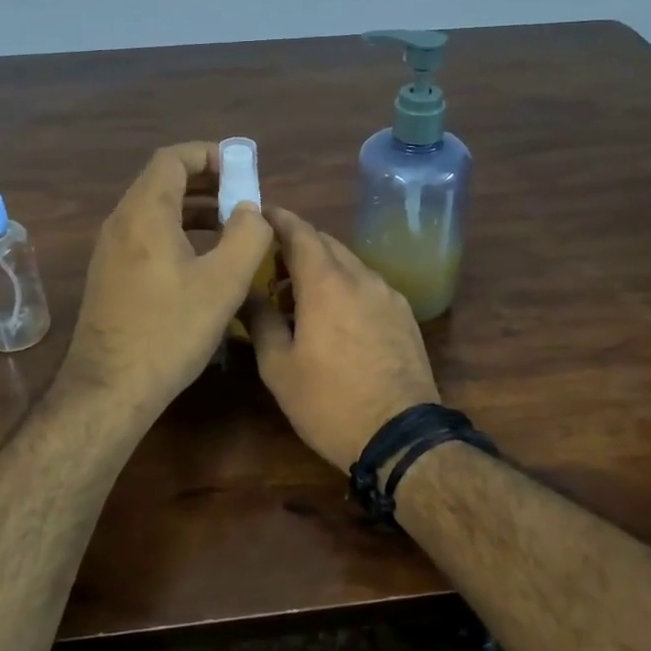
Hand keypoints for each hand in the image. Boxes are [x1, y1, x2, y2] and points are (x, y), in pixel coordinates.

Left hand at [62, 143, 273, 417]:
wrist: (110, 388)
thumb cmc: (170, 331)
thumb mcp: (223, 283)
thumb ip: (247, 236)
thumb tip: (251, 210)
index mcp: (145, 213)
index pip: (173, 159)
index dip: (210, 155)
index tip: (242, 170)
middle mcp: (121, 222)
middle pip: (162, 180)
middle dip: (206, 181)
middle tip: (242, 198)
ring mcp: (110, 249)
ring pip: (154, 209)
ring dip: (193, 208)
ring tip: (230, 226)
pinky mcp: (110, 274)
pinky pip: (146, 234)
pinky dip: (177, 231)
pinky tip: (202, 259)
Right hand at [247, 208, 439, 469]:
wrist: (401, 435)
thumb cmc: (329, 402)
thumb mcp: (279, 367)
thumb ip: (260, 320)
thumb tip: (245, 292)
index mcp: (326, 283)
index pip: (299, 231)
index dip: (276, 218)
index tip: (257, 214)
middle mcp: (361, 277)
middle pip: (326, 243)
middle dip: (297, 244)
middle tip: (270, 265)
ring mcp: (388, 294)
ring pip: (349, 264)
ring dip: (322, 268)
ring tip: (298, 296)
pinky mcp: (405, 314)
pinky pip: (368, 285)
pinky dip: (345, 286)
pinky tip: (334, 316)